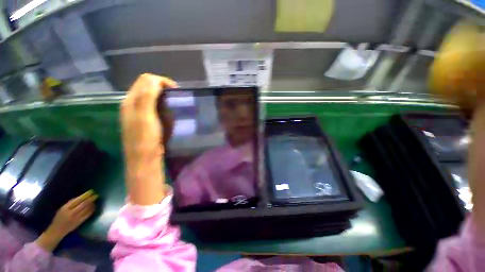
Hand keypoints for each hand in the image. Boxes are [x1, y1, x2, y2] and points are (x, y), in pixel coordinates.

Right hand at [36, 190, 96, 251]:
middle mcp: (71, 213)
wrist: (56, 231)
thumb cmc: (59, 218)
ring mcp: (76, 218)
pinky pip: (87, 215)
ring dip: (92, 204)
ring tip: (95, 200)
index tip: (91, 191)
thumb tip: (80, 197)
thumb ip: (70, 203)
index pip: (77, 200)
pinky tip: (93, 207)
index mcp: (65, 208)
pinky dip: (91, 210)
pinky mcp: (79, 222)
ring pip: (86, 209)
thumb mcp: (61, 209)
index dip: (85, 195)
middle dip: (91, 199)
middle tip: (96, 195)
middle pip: (83, 204)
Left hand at [121, 73, 176, 162]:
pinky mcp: (143, 119)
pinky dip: (161, 102)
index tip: (176, 90)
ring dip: (162, 94)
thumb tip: (155, 79)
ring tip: (173, 101)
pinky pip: (152, 104)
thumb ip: (147, 96)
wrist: (144, 158)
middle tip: (175, 95)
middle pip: (146, 85)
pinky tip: (168, 109)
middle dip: (162, 86)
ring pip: (149, 95)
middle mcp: (132, 103)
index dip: (161, 81)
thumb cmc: (146, 138)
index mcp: (131, 100)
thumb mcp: (145, 116)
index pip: (145, 80)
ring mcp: (137, 112)